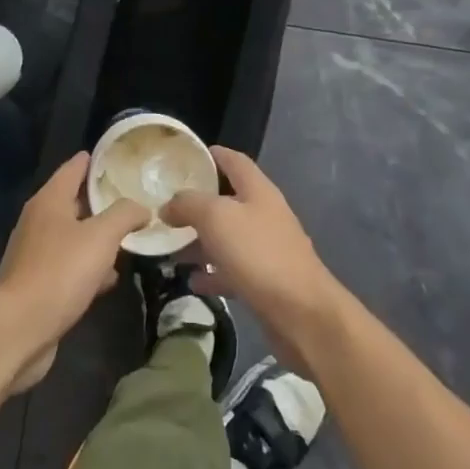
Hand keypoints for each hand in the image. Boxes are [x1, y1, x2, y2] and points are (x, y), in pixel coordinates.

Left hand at [0, 152, 149, 393]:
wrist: (20, 328)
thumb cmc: (61, 271)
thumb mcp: (101, 236)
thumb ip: (125, 214)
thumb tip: (142, 207)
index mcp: (49, 200)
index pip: (74, 167)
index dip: (95, 160)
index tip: (119, 156)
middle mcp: (38, 221)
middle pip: (74, 201)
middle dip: (102, 200)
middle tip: (133, 197)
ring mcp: (35, 253)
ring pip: (73, 235)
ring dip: (97, 236)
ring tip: (129, 237)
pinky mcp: (38, 283)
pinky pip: (69, 265)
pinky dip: (89, 266)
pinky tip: (109, 278)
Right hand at [163, 148, 344, 367]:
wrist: (303, 314)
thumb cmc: (259, 254)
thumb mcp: (216, 218)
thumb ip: (188, 204)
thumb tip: (168, 205)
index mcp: (258, 190)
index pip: (234, 161)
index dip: (212, 154)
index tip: (185, 157)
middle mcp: (264, 214)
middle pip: (228, 200)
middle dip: (197, 204)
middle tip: (166, 208)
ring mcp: (267, 249)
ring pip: (227, 237)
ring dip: (201, 241)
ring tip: (170, 248)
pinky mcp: (266, 281)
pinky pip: (232, 270)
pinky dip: (212, 273)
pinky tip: (192, 281)